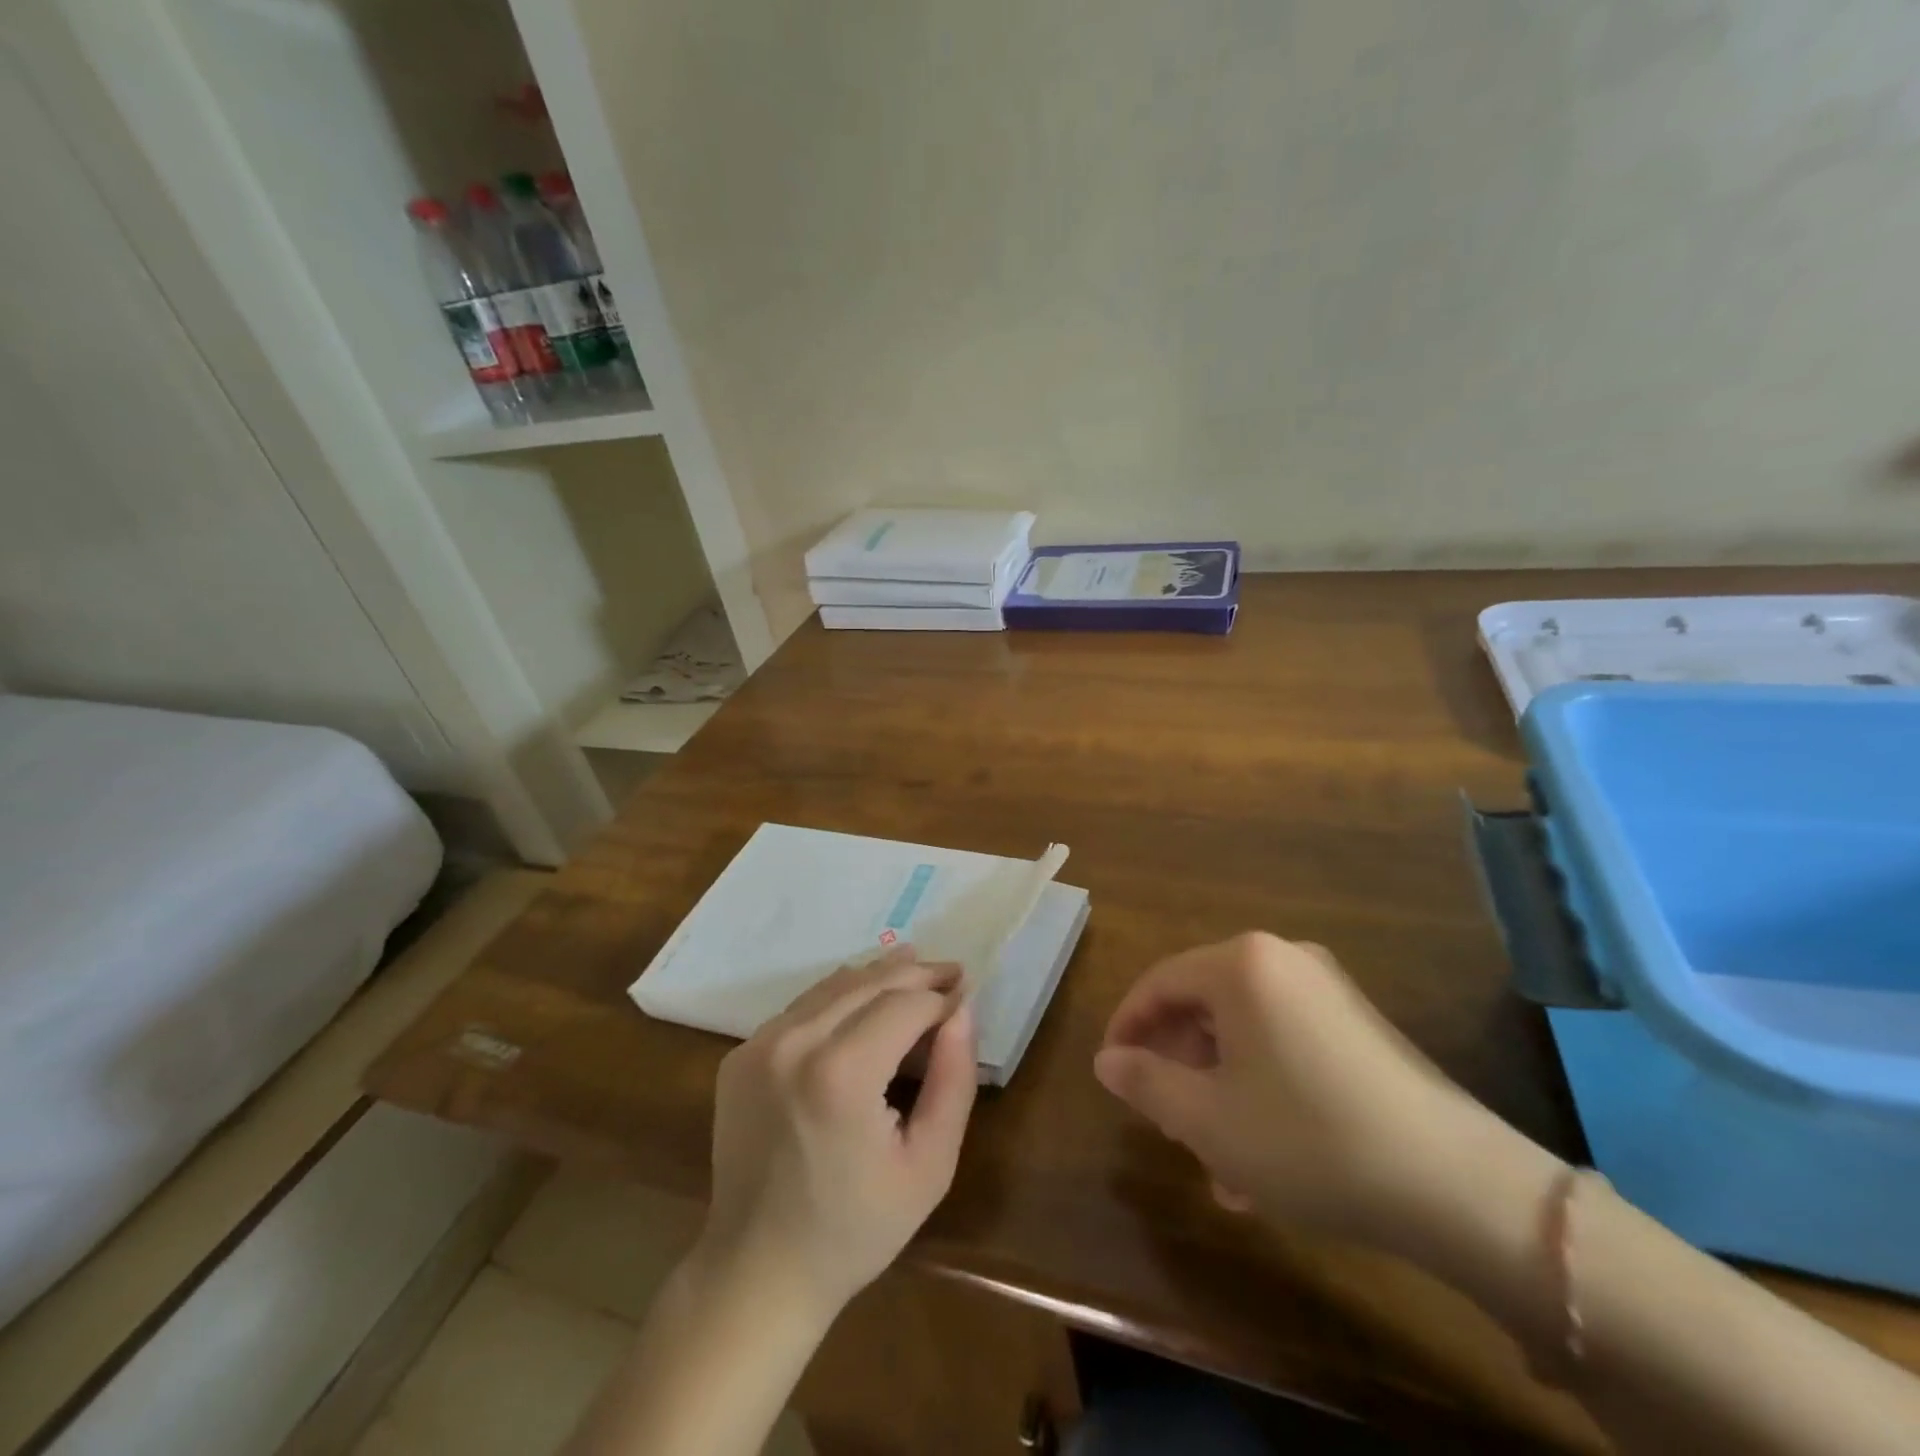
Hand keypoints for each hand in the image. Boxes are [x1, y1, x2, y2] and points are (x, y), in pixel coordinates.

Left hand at [697, 947, 977, 1323]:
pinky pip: (802, 1008)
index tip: (966, 996)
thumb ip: (955, 1080)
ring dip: (879, 976)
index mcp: (841, 1073)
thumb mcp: (930, 1165)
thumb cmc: (856, 1226)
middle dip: (916, 974)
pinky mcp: (740, 1055)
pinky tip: (864, 1003)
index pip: (905, 1004)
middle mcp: (794, 1043)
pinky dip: (840, 997)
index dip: (941, 997)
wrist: (758, 1272)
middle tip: (951, 972)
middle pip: (868, 982)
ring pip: (833, 986)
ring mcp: (759, 1045)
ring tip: (916, 969)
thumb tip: (962, 1010)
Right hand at [1094, 933, 1505, 1250]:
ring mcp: (1328, 991)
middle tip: (1162, 1119)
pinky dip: (1261, 1088)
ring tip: (1213, 1158)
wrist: (1457, 1185)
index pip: (1160, 982)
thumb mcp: (1208, 1119)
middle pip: (1204, 1006)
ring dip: (1219, 1088)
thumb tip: (1107, 1061)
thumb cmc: (1307, 1138)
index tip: (1112, 1073)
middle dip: (1177, 1065)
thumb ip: (1145, 1082)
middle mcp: (1283, 960)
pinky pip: (1286, 1045)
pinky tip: (1262, 1156)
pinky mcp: (1361, 1026)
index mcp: (1241, 965)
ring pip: (1245, 1033)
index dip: (1127, 1027)